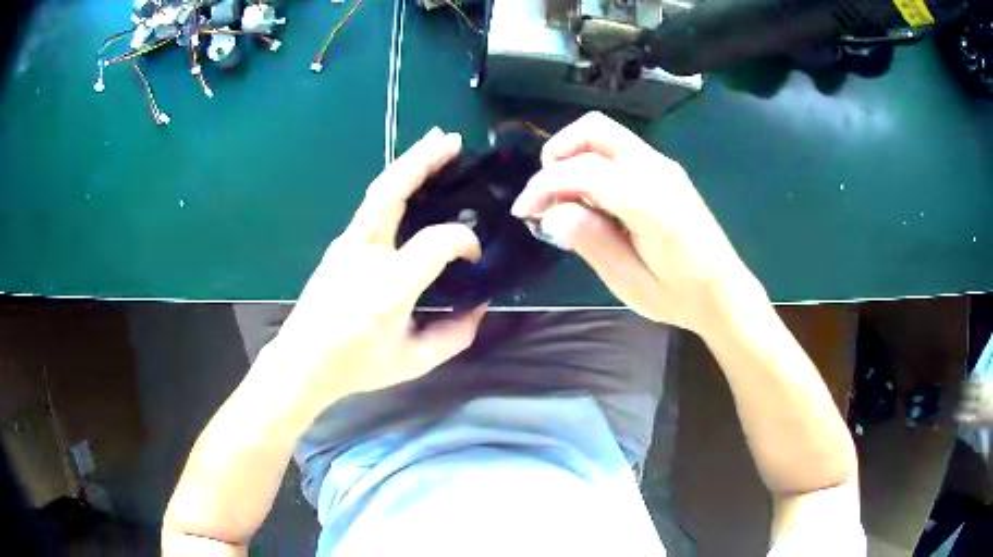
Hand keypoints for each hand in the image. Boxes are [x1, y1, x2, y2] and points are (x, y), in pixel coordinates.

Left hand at [255, 128, 485, 423]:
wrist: (303, 361)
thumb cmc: (357, 364)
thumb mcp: (415, 361)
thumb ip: (455, 335)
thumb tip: (479, 305)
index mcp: (388, 287)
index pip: (435, 242)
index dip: (462, 242)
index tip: (474, 256)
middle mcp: (365, 254)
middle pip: (392, 191)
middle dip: (423, 160)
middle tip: (452, 140)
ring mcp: (347, 244)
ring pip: (378, 191)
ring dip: (408, 163)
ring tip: (434, 144)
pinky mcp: (340, 244)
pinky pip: (372, 207)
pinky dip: (396, 185)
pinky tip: (411, 183)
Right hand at [512, 112, 758, 334]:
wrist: (725, 292)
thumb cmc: (680, 296)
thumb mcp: (630, 282)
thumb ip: (591, 242)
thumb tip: (552, 213)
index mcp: (650, 201)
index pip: (584, 170)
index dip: (544, 185)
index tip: (524, 212)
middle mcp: (657, 170)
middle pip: (594, 129)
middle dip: (557, 153)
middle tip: (546, 193)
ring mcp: (663, 166)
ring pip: (605, 135)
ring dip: (574, 156)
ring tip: (564, 200)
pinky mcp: (664, 171)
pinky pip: (619, 151)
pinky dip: (592, 163)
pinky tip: (592, 200)